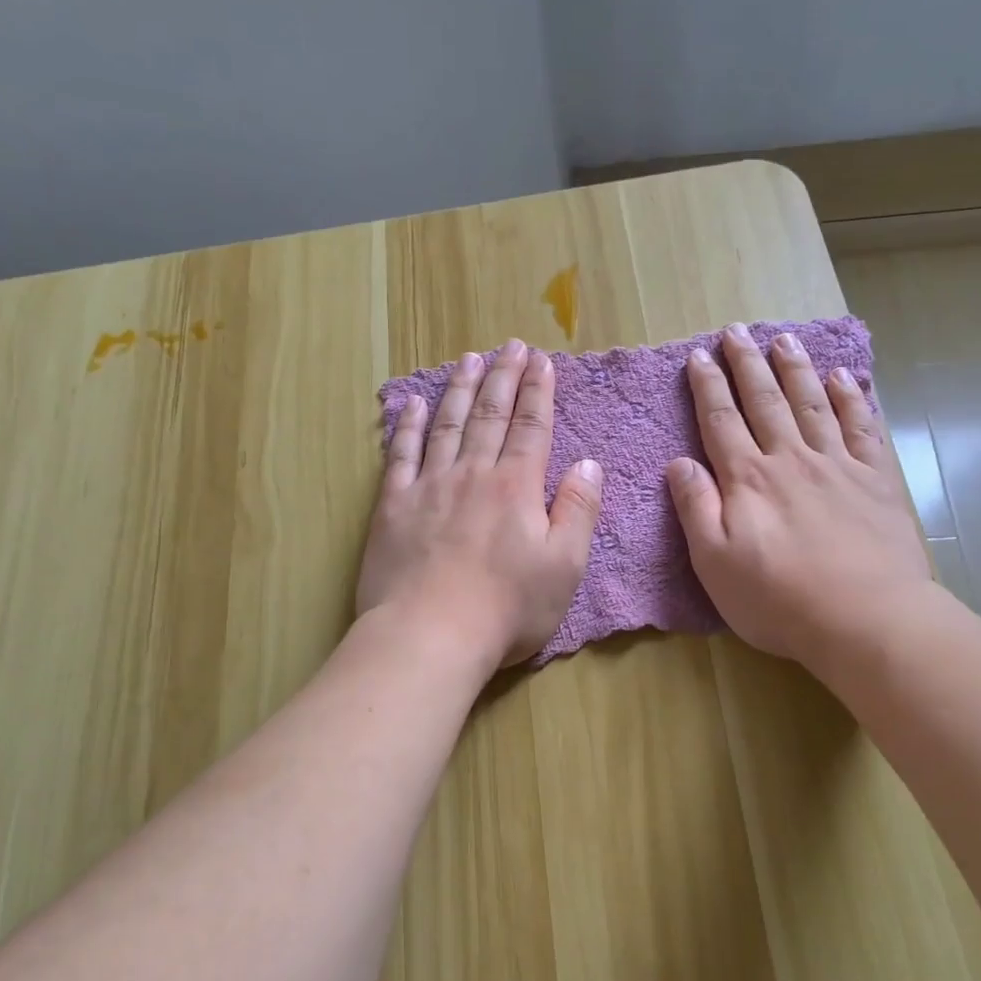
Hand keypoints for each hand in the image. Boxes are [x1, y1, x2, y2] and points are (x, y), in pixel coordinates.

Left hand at [358, 338, 602, 667]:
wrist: (430, 635)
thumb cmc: (507, 608)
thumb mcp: (565, 566)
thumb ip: (578, 510)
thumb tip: (587, 464)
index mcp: (516, 486)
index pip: (532, 427)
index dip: (538, 391)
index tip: (542, 360)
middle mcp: (473, 473)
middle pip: (490, 414)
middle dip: (503, 377)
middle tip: (510, 346)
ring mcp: (429, 486)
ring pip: (448, 424)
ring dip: (460, 388)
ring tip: (468, 358)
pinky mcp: (393, 506)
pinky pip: (401, 454)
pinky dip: (408, 426)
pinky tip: (414, 404)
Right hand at [666, 323, 931, 669]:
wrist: (866, 619)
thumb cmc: (779, 599)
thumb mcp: (715, 562)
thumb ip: (696, 507)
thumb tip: (679, 462)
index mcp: (748, 479)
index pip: (721, 421)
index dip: (708, 386)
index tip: (700, 355)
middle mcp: (790, 459)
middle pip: (765, 401)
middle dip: (748, 364)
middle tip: (737, 330)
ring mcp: (837, 465)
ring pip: (811, 404)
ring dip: (795, 369)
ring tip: (784, 339)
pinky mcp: (876, 480)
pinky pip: (862, 427)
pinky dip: (851, 398)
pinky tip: (843, 377)